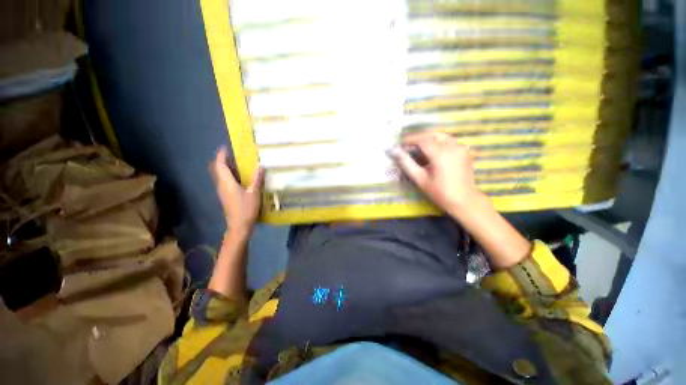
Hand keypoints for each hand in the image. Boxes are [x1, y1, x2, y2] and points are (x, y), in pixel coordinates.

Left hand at [210, 147, 263, 233]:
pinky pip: (225, 181)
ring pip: (220, 176)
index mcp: (227, 183)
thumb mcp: (254, 193)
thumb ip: (257, 179)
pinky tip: (240, 177)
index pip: (220, 165)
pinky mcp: (226, 196)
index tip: (225, 147)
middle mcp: (222, 185)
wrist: (239, 226)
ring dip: (226, 168)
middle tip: (232, 155)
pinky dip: (229, 175)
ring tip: (237, 163)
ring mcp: (222, 192)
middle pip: (217, 169)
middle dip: (222, 161)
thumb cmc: (246, 209)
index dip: (221, 155)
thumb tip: (261, 167)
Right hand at [390, 131, 478, 213]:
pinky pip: (448, 141)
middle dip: (418, 138)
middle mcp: (453, 146)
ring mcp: (461, 147)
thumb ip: (406, 163)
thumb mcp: (420, 179)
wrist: (464, 201)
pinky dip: (437, 143)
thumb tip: (395, 151)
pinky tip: (430, 152)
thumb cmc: (439, 192)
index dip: (409, 139)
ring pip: (441, 136)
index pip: (422, 139)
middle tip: (407, 146)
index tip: (399, 143)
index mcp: (441, 154)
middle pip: (432, 135)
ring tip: (417, 148)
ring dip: (427, 139)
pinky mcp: (464, 151)